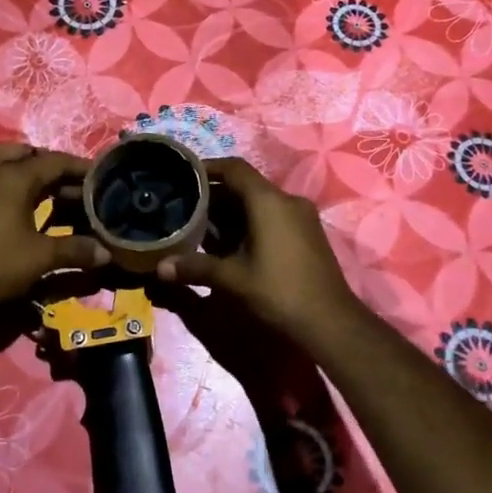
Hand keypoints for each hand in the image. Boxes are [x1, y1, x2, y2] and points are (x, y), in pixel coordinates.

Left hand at [0, 143, 110, 319]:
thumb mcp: (41, 257)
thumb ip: (75, 250)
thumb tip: (106, 252)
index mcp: (12, 178)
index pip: (52, 162)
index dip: (77, 167)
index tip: (98, 175)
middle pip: (22, 154)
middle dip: (47, 163)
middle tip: (67, 180)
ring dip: (19, 165)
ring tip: (41, 184)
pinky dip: (3, 182)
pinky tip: (15, 204)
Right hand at [154, 157, 363, 352]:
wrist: (332, 324)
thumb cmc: (279, 292)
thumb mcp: (232, 279)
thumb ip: (195, 267)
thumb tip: (160, 267)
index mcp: (269, 201)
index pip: (234, 169)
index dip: (207, 168)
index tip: (183, 175)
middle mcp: (287, 201)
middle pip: (245, 186)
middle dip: (215, 195)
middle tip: (185, 206)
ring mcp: (301, 218)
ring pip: (259, 203)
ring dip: (231, 211)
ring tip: (201, 226)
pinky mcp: (307, 235)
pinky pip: (272, 217)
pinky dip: (249, 223)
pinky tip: (229, 244)